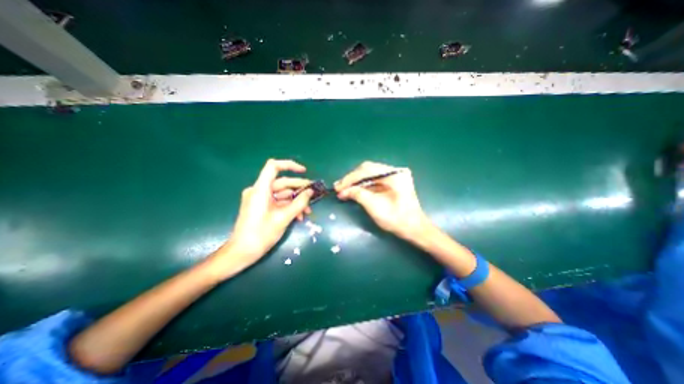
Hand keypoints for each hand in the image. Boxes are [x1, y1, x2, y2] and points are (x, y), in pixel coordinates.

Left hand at [210, 157, 313, 276]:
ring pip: (282, 194)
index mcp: (260, 189)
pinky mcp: (262, 207)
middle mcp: (259, 191)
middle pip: (282, 182)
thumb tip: (311, 192)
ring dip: (296, 201)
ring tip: (308, 211)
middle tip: (313, 195)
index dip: (290, 165)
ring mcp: (260, 199)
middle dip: (299, 189)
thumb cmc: (261, 234)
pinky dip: (289, 206)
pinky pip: (278, 202)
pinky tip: (299, 216)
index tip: (304, 171)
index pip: (274, 167)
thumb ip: (299, 203)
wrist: (242, 253)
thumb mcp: (284, 218)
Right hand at [336, 161, 425, 240]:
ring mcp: (394, 176)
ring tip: (342, 190)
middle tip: (338, 187)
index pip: (367, 170)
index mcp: (394, 174)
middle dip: (352, 179)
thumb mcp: (374, 207)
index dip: (350, 179)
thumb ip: (358, 194)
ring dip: (356, 183)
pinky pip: (374, 181)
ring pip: (369, 175)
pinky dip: (363, 186)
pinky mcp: (392, 182)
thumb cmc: (396, 219)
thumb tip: (343, 190)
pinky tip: (353, 191)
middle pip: (368, 169)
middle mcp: (395, 171)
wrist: (414, 229)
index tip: (338, 187)